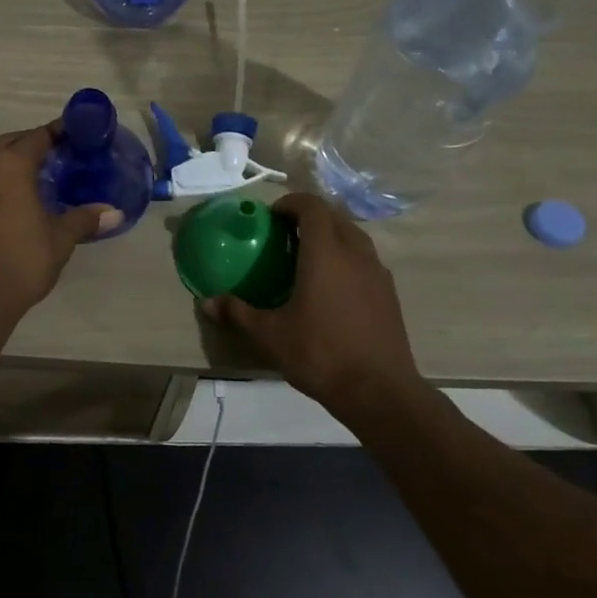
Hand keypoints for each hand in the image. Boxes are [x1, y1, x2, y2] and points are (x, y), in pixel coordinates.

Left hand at [0, 125, 120, 313]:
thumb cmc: (21, 261)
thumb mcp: (59, 240)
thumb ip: (84, 220)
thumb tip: (114, 213)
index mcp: (10, 165)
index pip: (37, 137)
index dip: (56, 133)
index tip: (71, 135)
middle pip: (7, 144)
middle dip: (28, 145)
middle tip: (51, 157)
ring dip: (4, 166)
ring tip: (25, 182)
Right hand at [202, 192, 420, 409]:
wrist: (380, 393)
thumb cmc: (321, 354)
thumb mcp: (270, 335)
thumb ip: (238, 313)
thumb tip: (206, 302)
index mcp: (325, 254)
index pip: (312, 207)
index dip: (291, 203)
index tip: (272, 216)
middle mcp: (355, 255)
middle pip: (335, 217)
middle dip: (310, 217)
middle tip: (286, 234)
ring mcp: (377, 274)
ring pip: (355, 237)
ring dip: (332, 236)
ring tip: (309, 257)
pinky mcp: (390, 295)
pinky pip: (366, 260)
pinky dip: (348, 258)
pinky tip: (333, 287)